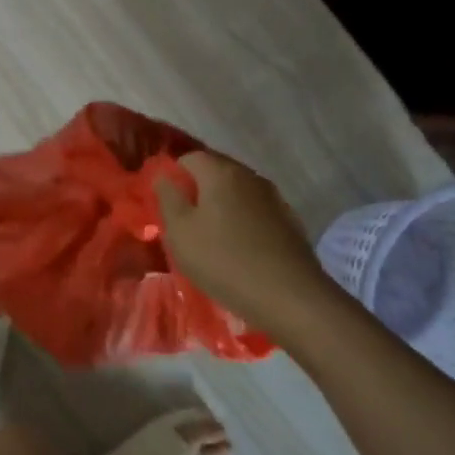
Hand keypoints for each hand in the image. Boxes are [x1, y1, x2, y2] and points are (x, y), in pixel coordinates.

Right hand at [155, 150, 331, 333]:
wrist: (290, 297)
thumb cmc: (224, 261)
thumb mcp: (180, 232)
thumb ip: (168, 198)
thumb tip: (163, 176)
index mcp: (220, 172)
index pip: (188, 157)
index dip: (173, 177)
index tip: (166, 205)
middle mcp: (249, 176)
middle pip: (215, 171)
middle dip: (197, 191)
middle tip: (185, 222)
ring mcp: (273, 197)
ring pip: (237, 192)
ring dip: (221, 207)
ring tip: (210, 237)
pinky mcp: (289, 221)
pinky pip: (255, 211)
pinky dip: (242, 221)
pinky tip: (239, 248)